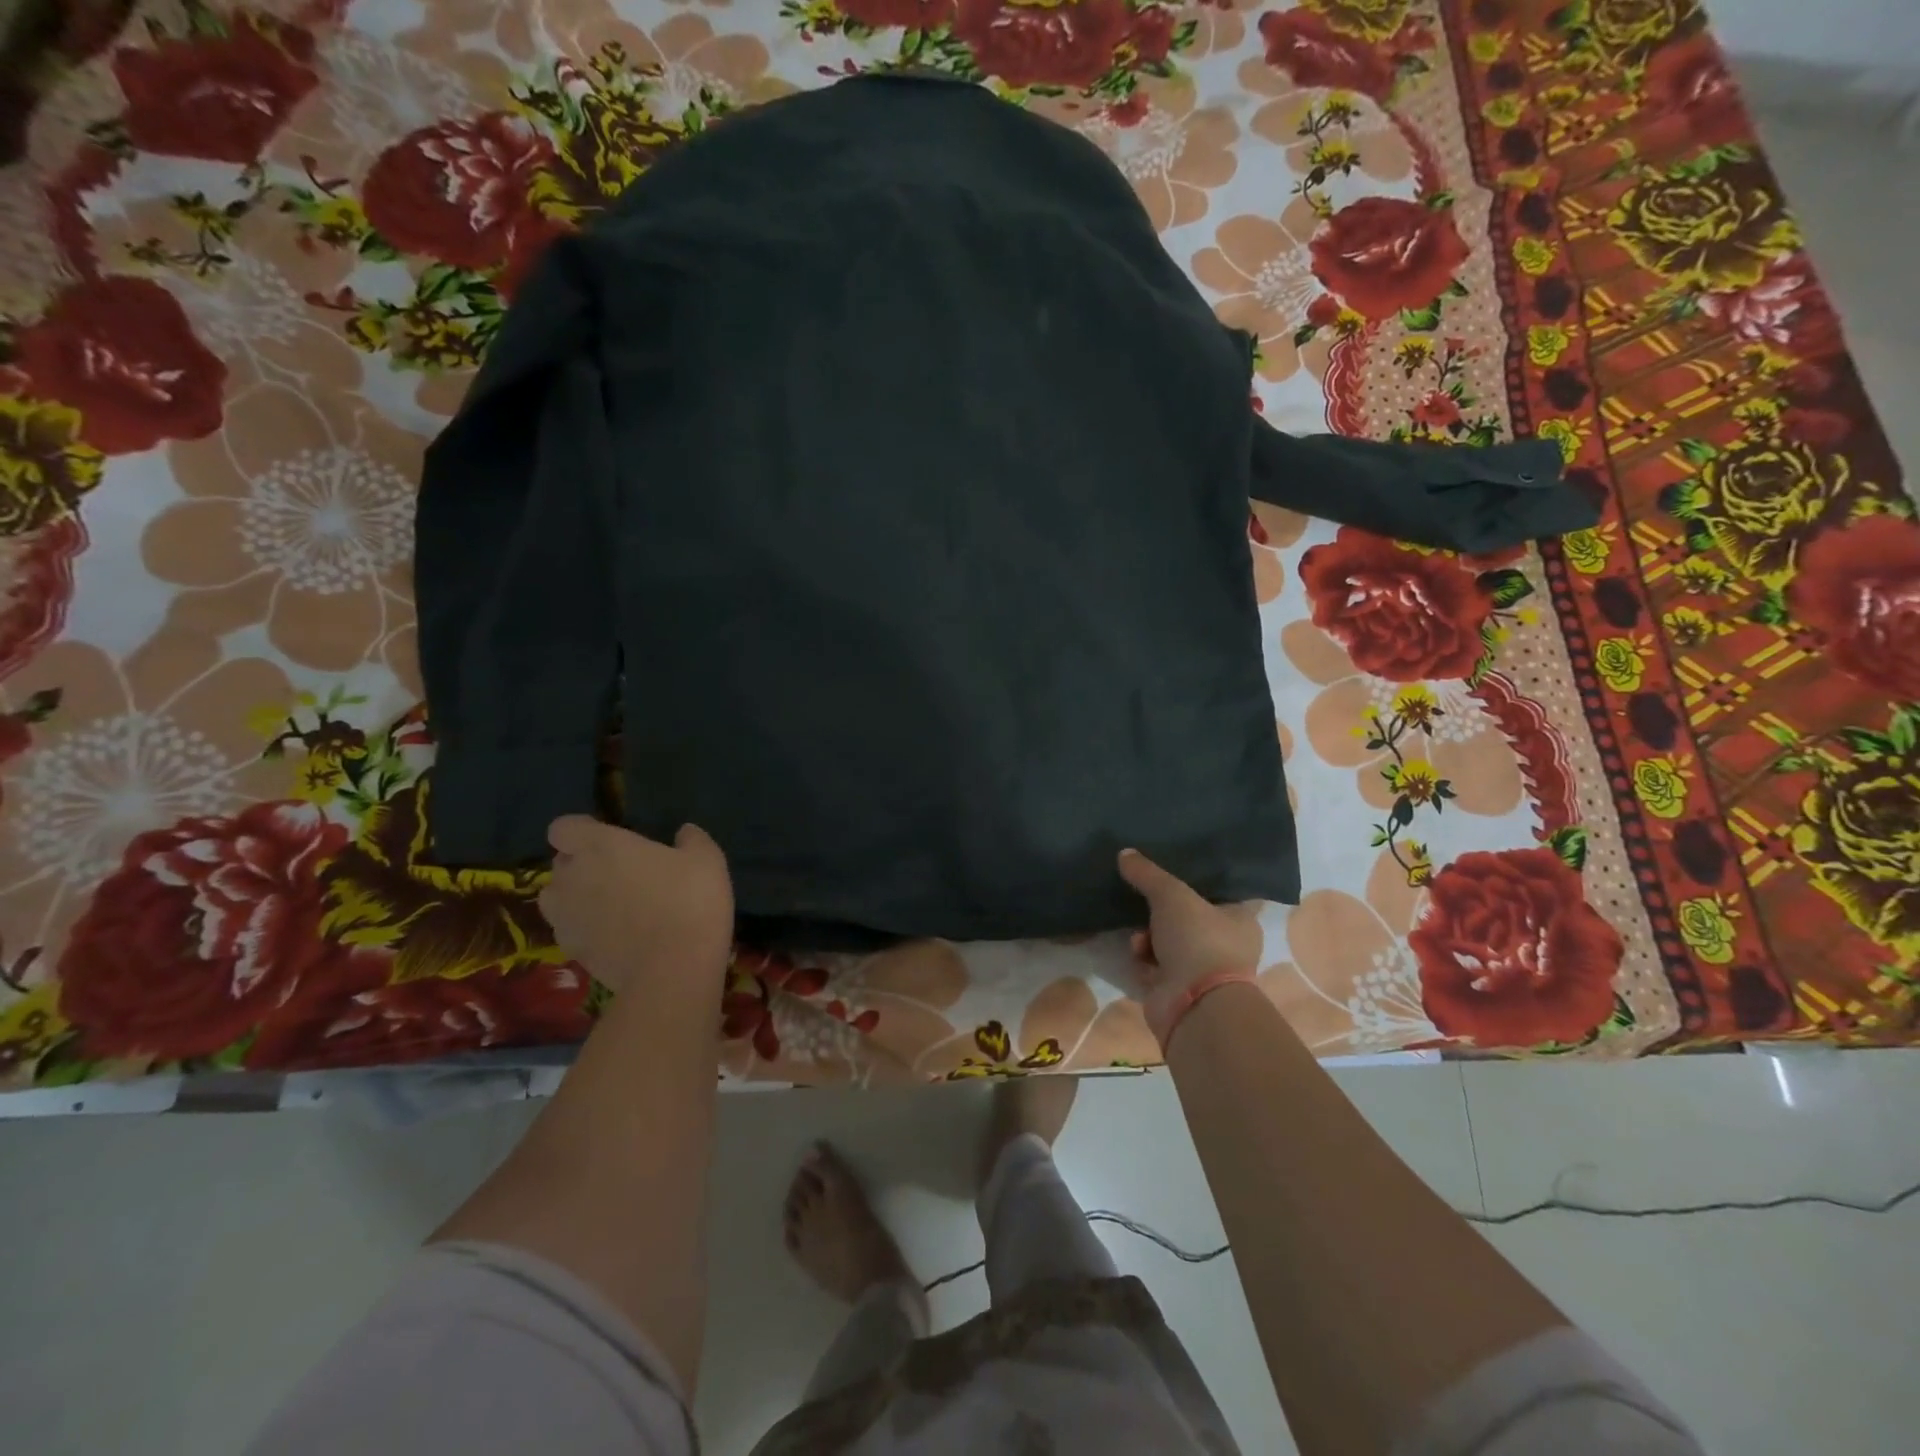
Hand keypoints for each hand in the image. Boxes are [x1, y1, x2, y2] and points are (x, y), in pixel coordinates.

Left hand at [539, 816, 733, 999]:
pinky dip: (584, 927)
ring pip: (556, 897)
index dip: (582, 830)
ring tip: (609, 904)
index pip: (563, 827)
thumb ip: (691, 839)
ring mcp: (566, 916)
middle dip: (582, 863)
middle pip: (561, 862)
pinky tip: (615, 934)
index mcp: (600, 844)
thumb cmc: (689, 900)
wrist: (673, 969)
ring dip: (576, 895)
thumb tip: (684, 832)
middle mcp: (572, 876)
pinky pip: (569, 928)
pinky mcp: (570, 949)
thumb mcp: (707, 859)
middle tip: (618, 871)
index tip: (608, 837)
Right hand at [1117, 849, 1262, 1043]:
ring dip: (1147, 936)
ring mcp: (1201, 970)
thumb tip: (1124, 853)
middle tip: (1144, 901)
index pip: (1220, 892)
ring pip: (1166, 941)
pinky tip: (1137, 955)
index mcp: (1239, 920)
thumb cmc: (1198, 940)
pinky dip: (1143, 959)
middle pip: (1186, 917)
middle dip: (1160, 911)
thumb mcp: (1171, 895)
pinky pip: (1154, 965)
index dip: (1196, 881)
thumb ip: (1148, 873)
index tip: (1171, 869)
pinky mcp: (1178, 990)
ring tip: (1139, 938)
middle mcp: (1224, 945)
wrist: (1194, 1004)